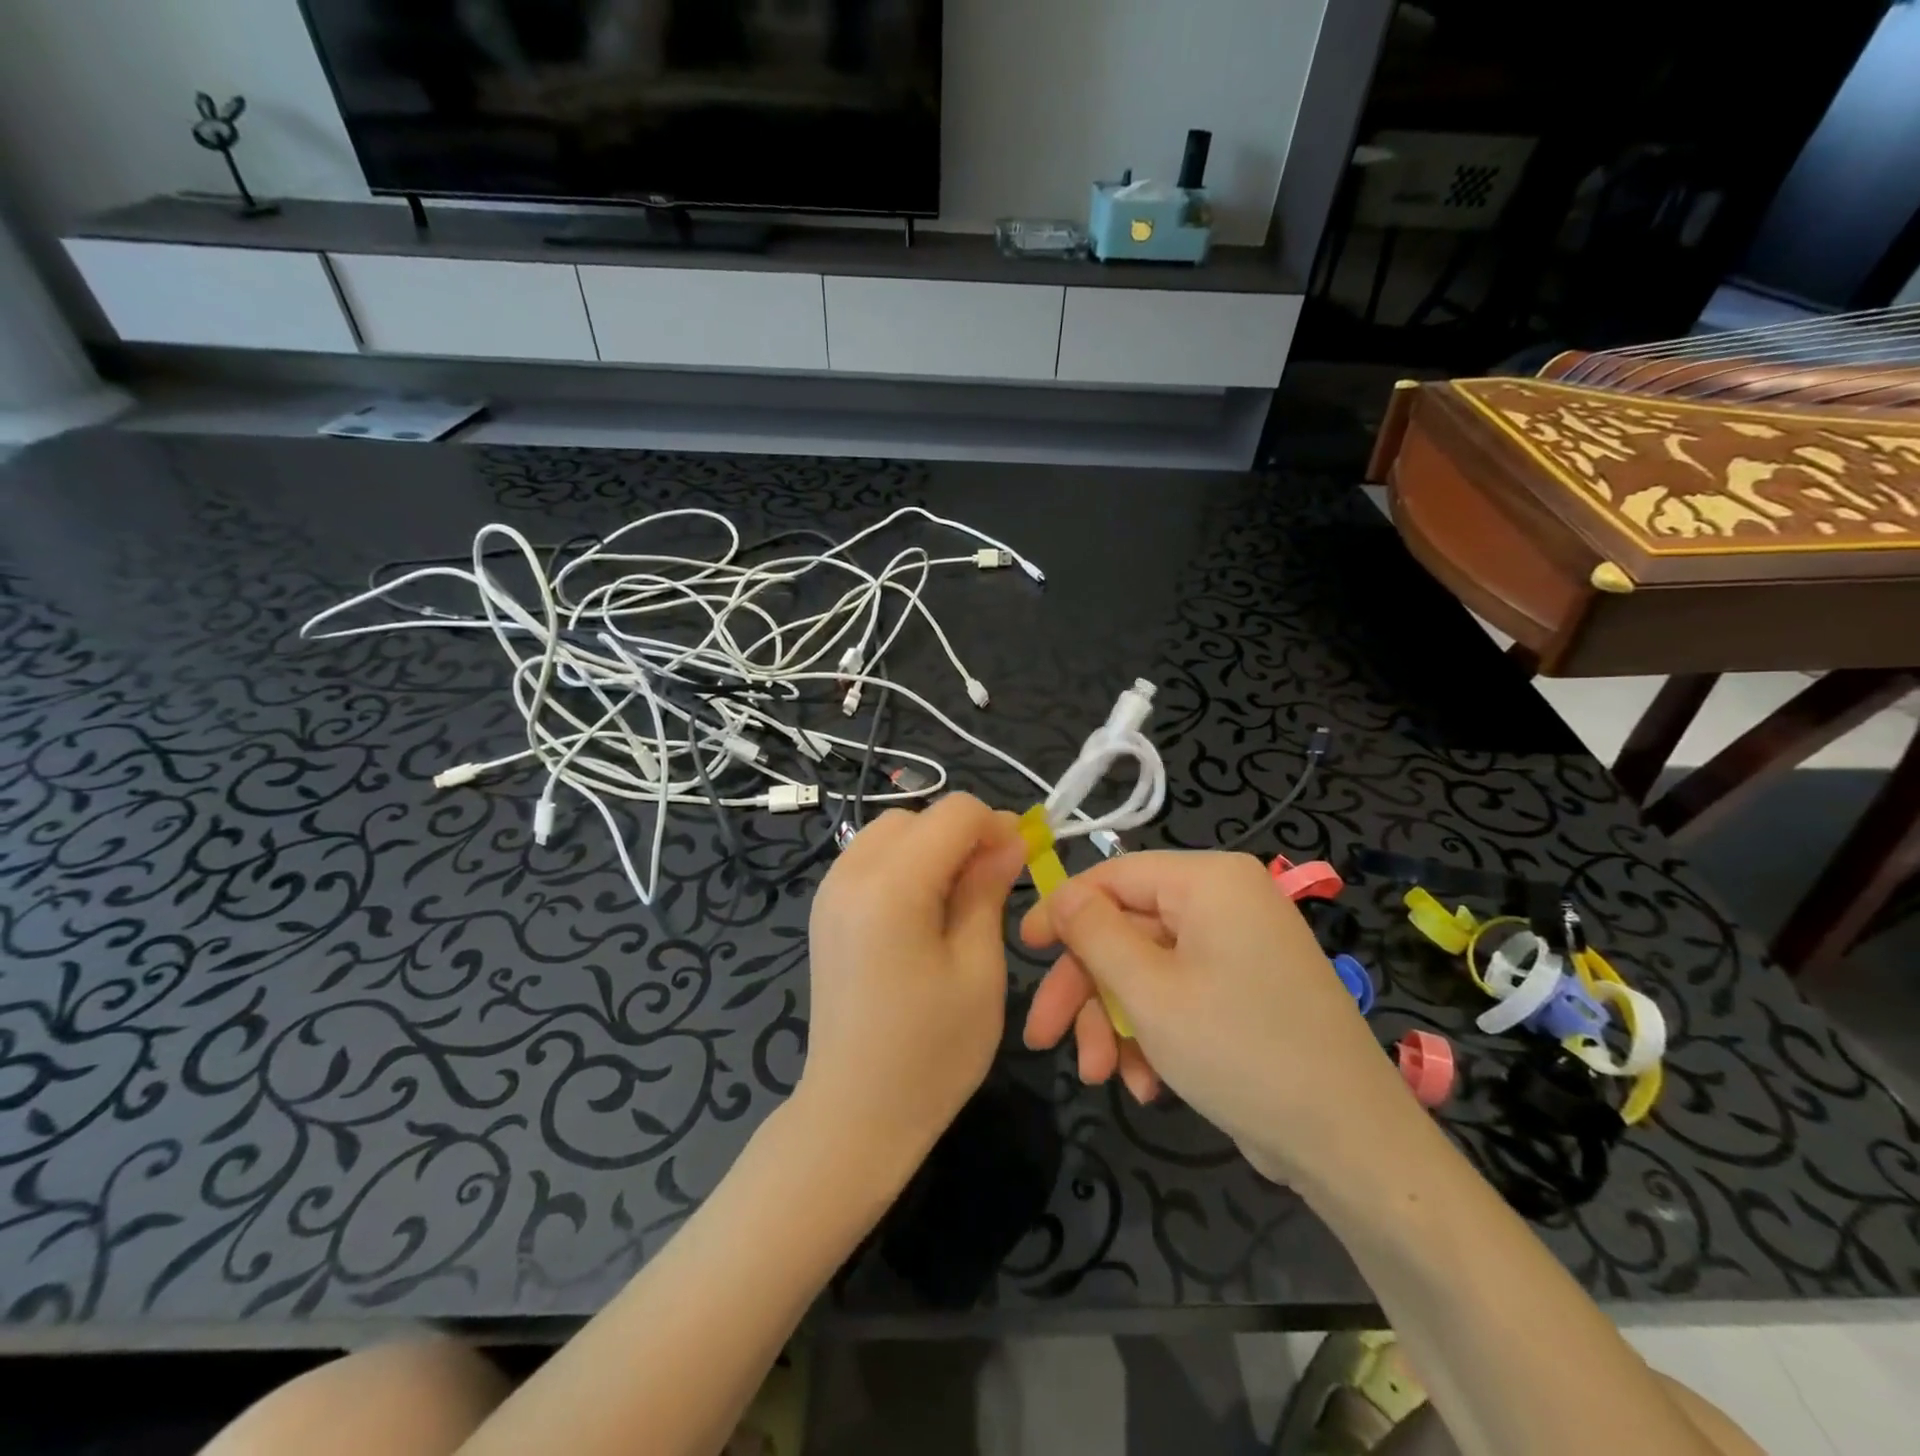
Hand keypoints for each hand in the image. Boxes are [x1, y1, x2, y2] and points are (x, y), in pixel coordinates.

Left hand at [796, 793, 1026, 1180]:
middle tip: (992, 884)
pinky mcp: (824, 909)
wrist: (853, 1114)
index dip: (995, 826)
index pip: (954, 812)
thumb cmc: (931, 1052)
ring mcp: (829, 890)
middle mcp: (850, 873)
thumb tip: (1008, 839)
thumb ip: (988, 890)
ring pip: (891, 831)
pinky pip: (869, 858)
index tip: (1019, 861)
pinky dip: (903, 864)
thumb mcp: (978, 969)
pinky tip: (921, 911)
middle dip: (962, 835)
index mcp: (892, 886)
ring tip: (957, 899)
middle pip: (919, 815)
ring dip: (931, 847)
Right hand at [1020, 851, 1415, 1183]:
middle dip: (1086, 989)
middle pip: (1127, 930)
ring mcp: (1237, 949)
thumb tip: (1061, 891)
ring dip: (1115, 1022)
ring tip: (1102, 1076)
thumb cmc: (1239, 1050)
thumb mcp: (1148, 990)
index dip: (1064, 911)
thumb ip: (1094, 933)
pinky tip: (1146, 1084)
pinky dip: (1153, 1034)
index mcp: (1209, 881)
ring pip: (1147, 970)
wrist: (1349, 1146)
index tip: (1024, 950)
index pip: (1114, 876)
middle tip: (1045, 1037)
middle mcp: (1225, 903)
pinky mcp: (1244, 992)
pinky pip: (1179, 995)